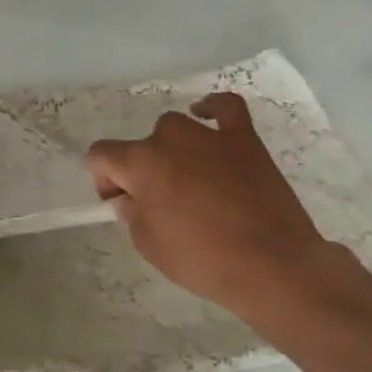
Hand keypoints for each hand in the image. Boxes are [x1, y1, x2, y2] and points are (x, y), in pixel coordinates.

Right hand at [85, 94, 335, 321]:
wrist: (271, 265)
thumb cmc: (201, 259)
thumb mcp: (147, 244)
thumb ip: (132, 212)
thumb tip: (131, 198)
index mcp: (140, 164)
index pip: (100, 155)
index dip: (104, 179)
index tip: (120, 203)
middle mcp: (169, 139)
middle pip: (141, 145)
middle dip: (142, 170)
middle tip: (160, 203)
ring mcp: (209, 135)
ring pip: (176, 128)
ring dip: (173, 149)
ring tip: (188, 178)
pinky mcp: (245, 139)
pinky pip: (225, 107)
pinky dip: (212, 108)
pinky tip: (206, 115)